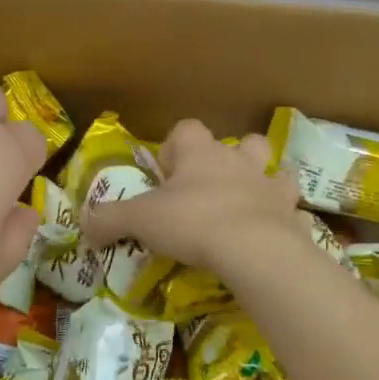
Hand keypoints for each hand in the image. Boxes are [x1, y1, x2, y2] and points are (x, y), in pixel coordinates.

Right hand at [80, 118, 302, 274]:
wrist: (254, 250)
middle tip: (210, 190)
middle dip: (230, 159)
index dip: (174, 149)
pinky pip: (294, 214)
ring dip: (265, 184)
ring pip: (276, 171)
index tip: (166, 176)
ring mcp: (272, 188)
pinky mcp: (294, 218)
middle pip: (242, 143)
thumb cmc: (193, 222)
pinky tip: (276, 239)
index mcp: (201, 153)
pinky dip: (286, 223)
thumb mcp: (140, 220)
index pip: (187, 129)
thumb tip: (83, 227)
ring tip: (249, 208)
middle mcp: (239, 162)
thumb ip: (108, 220)